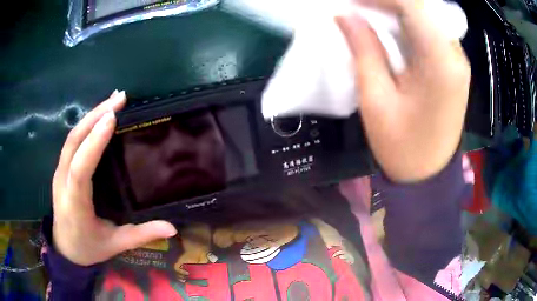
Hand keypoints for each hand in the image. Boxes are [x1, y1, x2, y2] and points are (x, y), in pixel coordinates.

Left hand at [52, 90, 176, 265]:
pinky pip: (72, 141)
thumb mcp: (115, 244)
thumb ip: (141, 235)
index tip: (112, 117)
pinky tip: (99, 117)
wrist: (65, 250)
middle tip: (120, 98)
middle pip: (74, 142)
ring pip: (72, 137)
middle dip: (95, 116)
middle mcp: (63, 182)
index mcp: (75, 204)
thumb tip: (172, 228)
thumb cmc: (89, 248)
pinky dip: (86, 125)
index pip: (81, 169)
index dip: (94, 142)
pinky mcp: (61, 169)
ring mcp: (60, 172)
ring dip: (91, 115)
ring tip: (113, 100)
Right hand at [336, 0, 470, 181]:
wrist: (428, 175)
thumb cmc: (401, 146)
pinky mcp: (454, 67)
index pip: (413, 6)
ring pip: (426, 17)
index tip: (352, 2)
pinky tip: (389, 30)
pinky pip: (430, 32)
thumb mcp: (376, 99)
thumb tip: (346, 15)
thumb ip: (364, 49)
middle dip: (387, 2)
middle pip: (422, 8)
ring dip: (396, 11)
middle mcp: (455, 55)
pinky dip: (407, 24)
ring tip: (367, 15)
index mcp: (441, 63)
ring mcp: (457, 60)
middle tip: (357, 9)